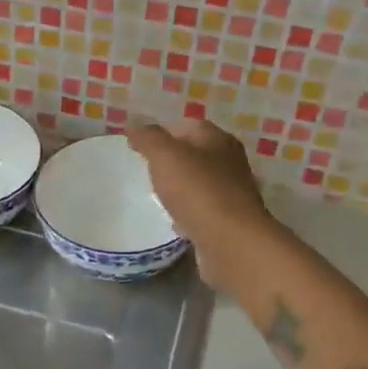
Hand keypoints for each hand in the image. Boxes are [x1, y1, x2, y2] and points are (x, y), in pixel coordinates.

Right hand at [129, 120, 274, 286]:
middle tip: (145, 171)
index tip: (138, 147)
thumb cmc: (197, 191)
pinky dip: (187, 214)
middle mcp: (229, 162)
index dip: (162, 133)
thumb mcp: (165, 156)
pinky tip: (173, 222)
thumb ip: (149, 139)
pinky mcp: (228, 221)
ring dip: (179, 188)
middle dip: (170, 161)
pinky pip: (202, 211)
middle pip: (194, 155)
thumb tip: (136, 129)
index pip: (187, 126)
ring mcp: (231, 193)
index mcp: (217, 140)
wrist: (230, 242)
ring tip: (156, 196)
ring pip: (198, 183)